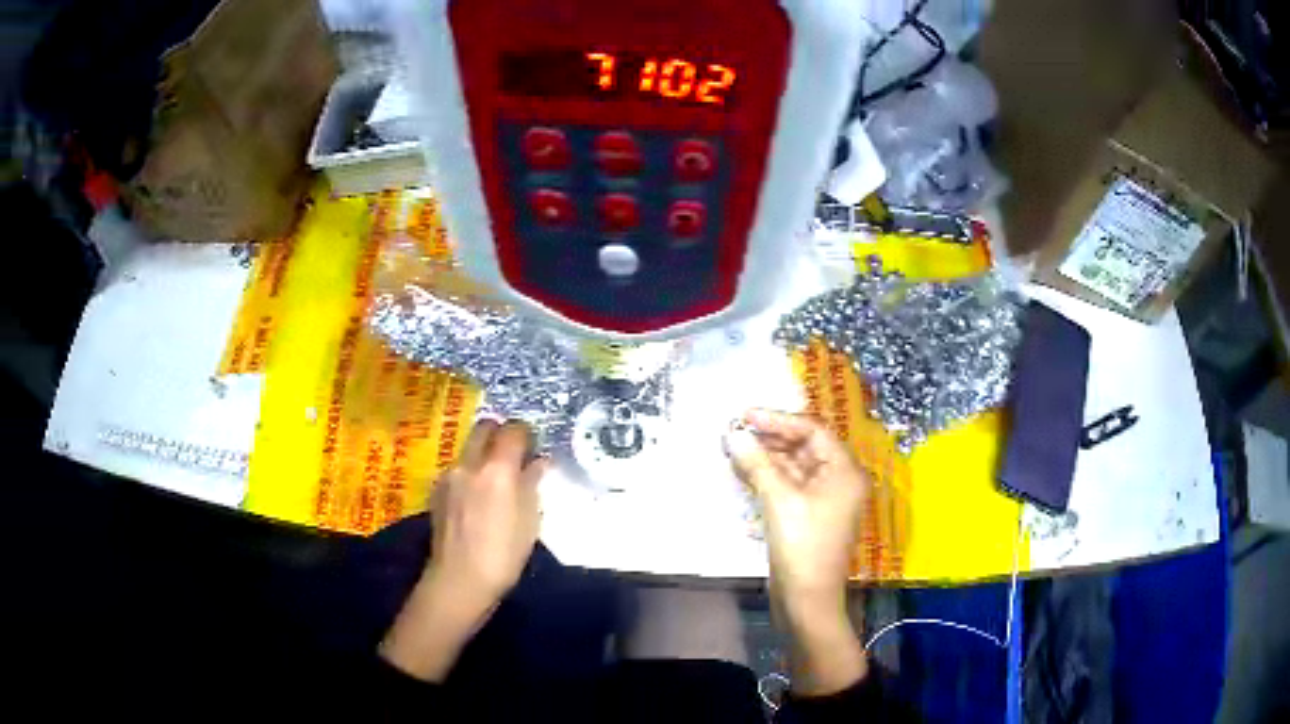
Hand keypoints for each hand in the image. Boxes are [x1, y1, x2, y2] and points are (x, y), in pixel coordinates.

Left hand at [380, 420, 547, 681]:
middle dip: (500, 433)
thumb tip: (538, 462)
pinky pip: (457, 468)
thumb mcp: (530, 520)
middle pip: (484, 427)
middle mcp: (469, 463)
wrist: (460, 579)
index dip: (526, 433)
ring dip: (483, 453)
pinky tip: (477, 497)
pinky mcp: (437, 490)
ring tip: (496, 479)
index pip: (513, 429)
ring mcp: (449, 475)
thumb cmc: (504, 553)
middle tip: (514, 454)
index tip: (535, 446)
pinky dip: (470, 471)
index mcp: (497, 468)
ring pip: (468, 447)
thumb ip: (532, 483)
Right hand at [725, 409, 868, 694]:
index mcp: (844, 471)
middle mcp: (838, 480)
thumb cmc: (802, 547)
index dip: (777, 419)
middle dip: (770, 438)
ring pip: (793, 467)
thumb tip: (733, 434)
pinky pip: (788, 487)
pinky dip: (767, 479)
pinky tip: (744, 474)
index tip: (744, 414)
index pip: (812, 430)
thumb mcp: (779, 501)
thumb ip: (757, 464)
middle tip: (735, 431)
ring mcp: (824, 500)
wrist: (807, 602)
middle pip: (803, 447)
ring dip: (765, 458)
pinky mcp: (808, 516)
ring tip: (734, 449)